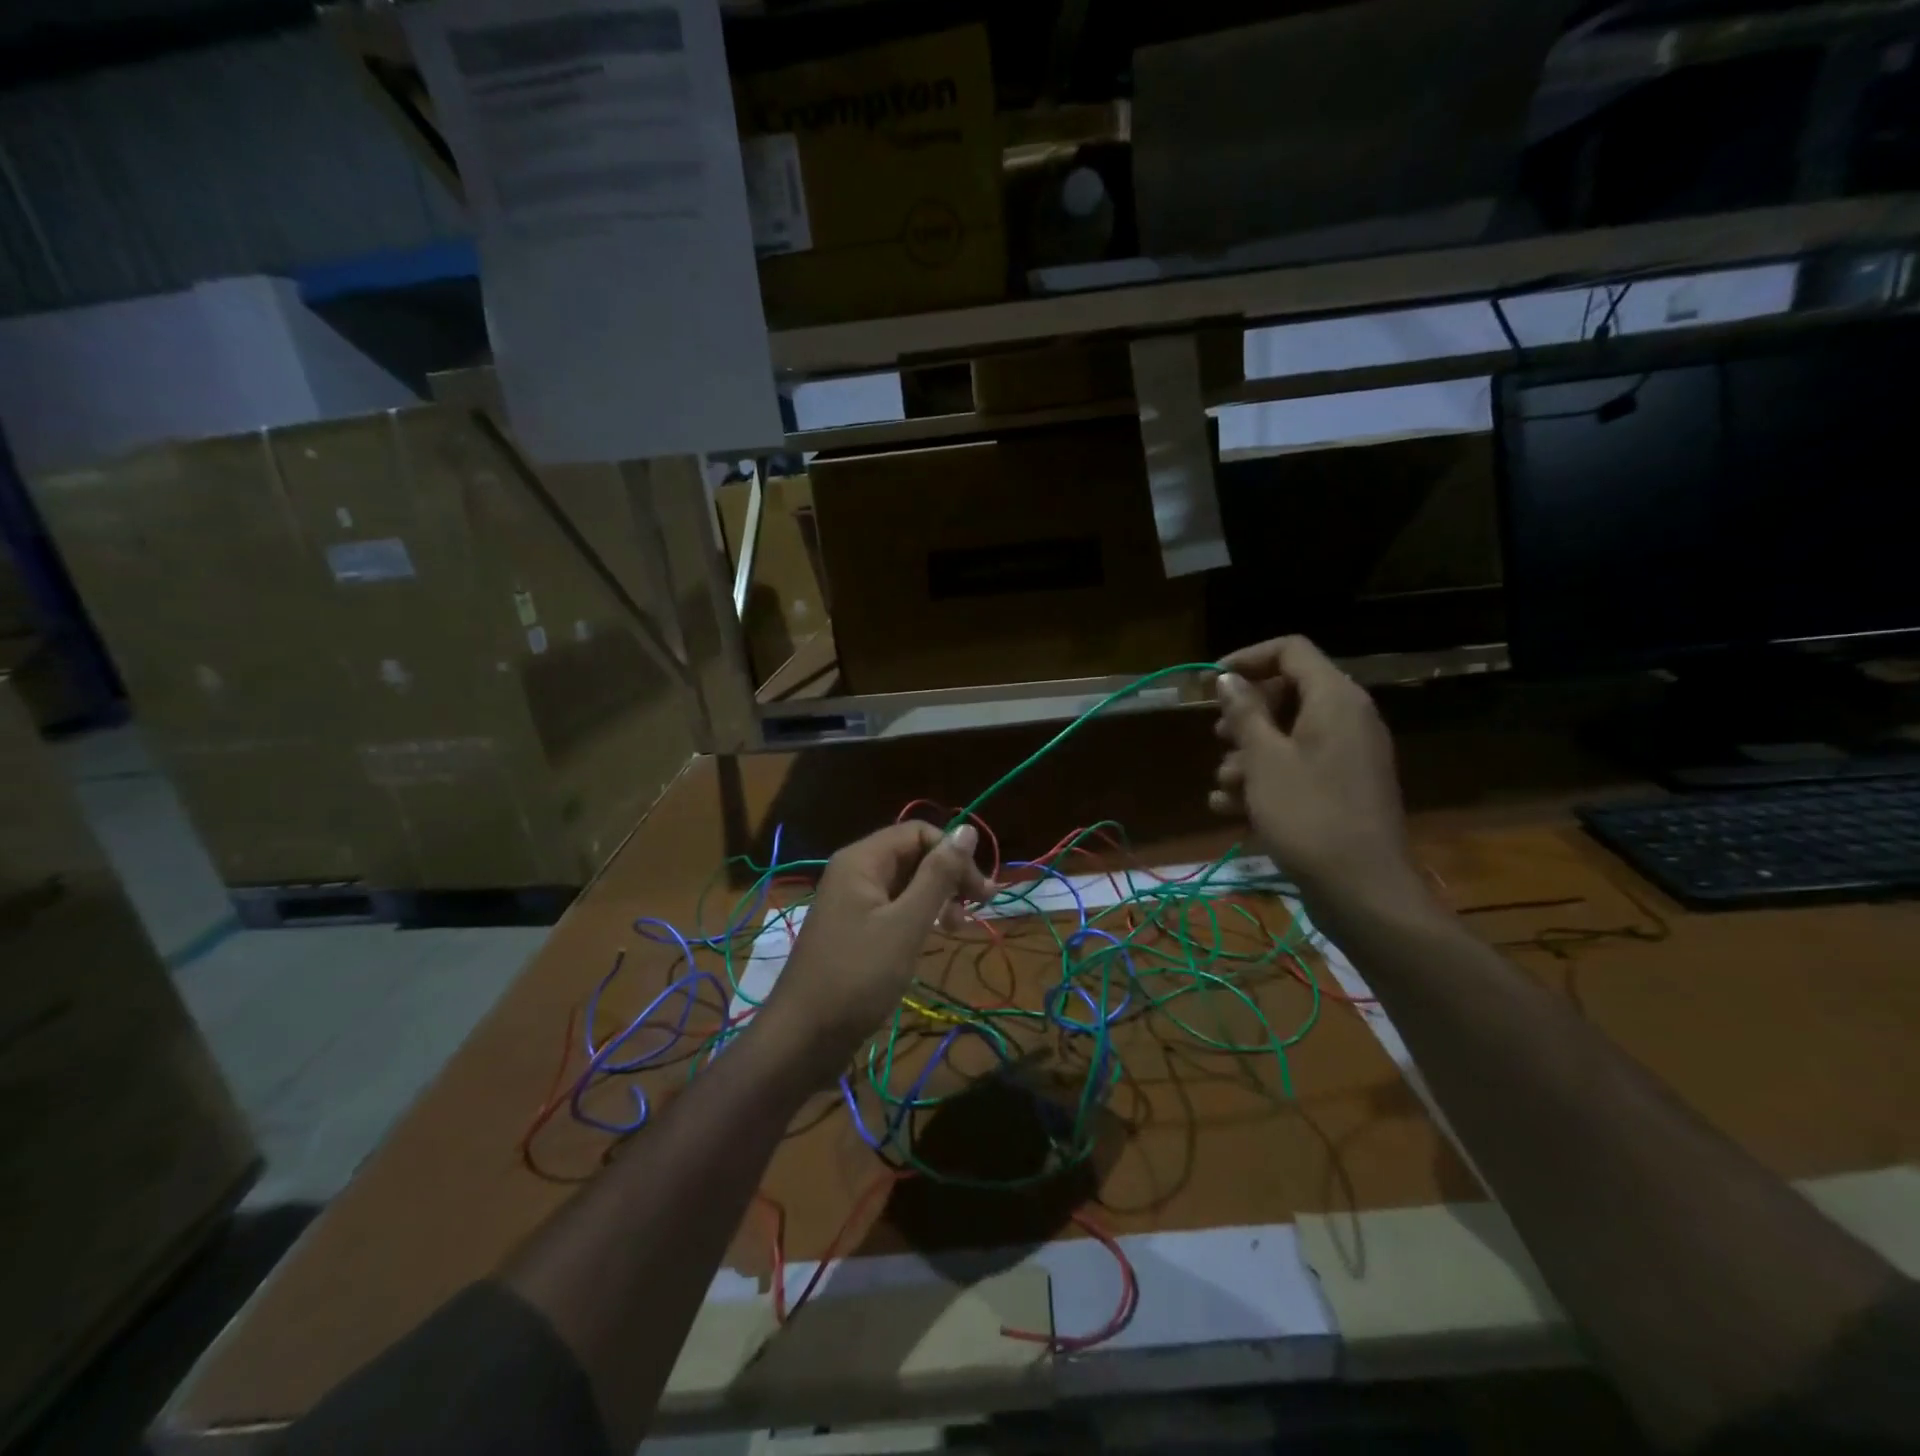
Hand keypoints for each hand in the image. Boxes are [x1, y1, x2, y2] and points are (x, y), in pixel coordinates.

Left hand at [759, 821, 988, 1074]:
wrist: (803, 1038)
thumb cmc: (858, 976)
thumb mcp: (906, 924)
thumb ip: (938, 875)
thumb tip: (967, 830)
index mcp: (862, 860)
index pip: (919, 832)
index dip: (953, 854)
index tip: (980, 892)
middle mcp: (855, 871)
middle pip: (913, 854)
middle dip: (948, 876)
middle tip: (976, 911)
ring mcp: (852, 902)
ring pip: (906, 883)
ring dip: (937, 898)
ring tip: (956, 928)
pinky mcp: (854, 929)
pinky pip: (894, 907)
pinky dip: (918, 917)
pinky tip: (932, 937)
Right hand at [1206, 636, 1427, 923]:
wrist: (1361, 889)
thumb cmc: (1307, 815)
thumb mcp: (1263, 760)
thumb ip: (1244, 712)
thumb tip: (1228, 678)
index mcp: (1335, 699)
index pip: (1291, 650)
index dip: (1248, 658)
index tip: (1212, 682)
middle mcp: (1348, 718)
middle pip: (1289, 692)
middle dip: (1245, 714)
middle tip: (1217, 736)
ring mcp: (1349, 755)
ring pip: (1289, 734)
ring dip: (1249, 754)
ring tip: (1224, 786)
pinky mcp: (1345, 787)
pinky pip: (1301, 766)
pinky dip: (1268, 779)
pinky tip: (1231, 809)